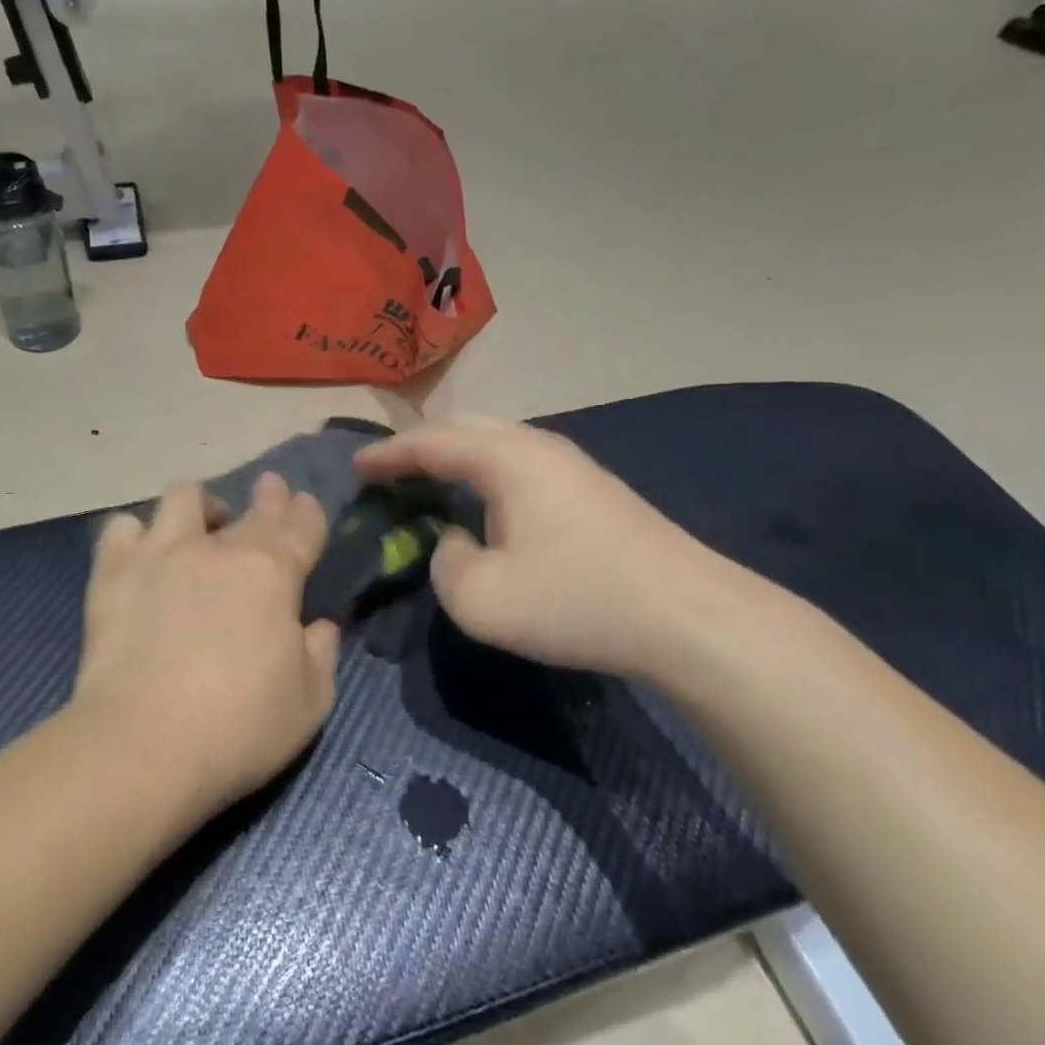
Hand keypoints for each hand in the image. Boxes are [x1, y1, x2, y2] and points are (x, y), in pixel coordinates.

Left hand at [73, 474, 341, 811]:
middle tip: (267, 492)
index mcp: (274, 572)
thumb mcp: (309, 703)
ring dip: (199, 506)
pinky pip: (123, 527)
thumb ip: (322, 654)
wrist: (144, 745)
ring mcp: (162, 552)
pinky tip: (141, 555)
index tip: (303, 501)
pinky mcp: (114, 570)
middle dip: (267, 496)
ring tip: (198, 526)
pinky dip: (136, 535)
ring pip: (184, 495)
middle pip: (251, 506)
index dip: (306, 510)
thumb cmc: (239, 727)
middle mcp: (220, 548)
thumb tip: (319, 625)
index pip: (301, 524)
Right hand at [356, 417, 761, 683]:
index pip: (431, 442)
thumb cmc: (577, 601)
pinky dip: (485, 472)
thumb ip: (444, 564)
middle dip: (420, 444)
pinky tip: (484, 500)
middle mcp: (538, 445)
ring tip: (427, 479)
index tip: (354, 467)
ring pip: (496, 441)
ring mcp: (571, 464)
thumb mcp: (482, 599)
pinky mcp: (592, 488)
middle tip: (387, 469)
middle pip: (465, 427)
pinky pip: (519, 463)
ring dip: (456, 456)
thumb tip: (455, 541)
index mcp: (506, 458)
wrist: (689, 617)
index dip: (387, 454)